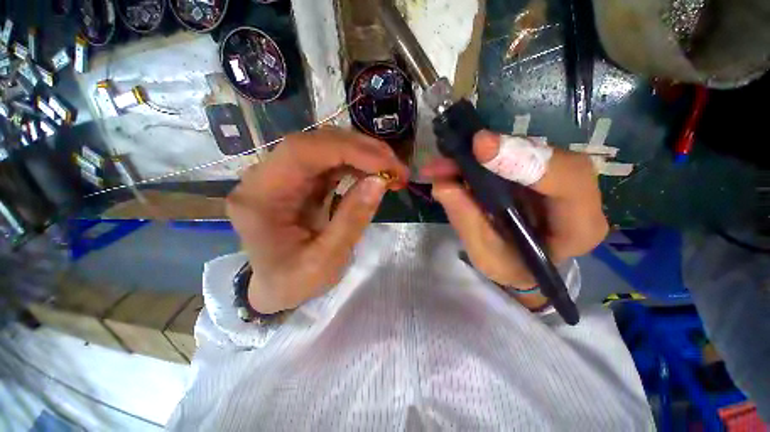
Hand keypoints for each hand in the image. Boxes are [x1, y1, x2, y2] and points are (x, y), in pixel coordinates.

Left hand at [226, 128, 408, 313]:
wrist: (275, 287)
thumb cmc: (292, 282)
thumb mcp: (325, 262)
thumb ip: (351, 220)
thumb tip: (379, 181)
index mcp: (260, 197)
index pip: (302, 152)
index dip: (348, 150)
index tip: (387, 164)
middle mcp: (266, 176)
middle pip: (316, 143)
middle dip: (361, 150)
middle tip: (396, 166)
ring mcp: (283, 175)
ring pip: (326, 148)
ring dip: (363, 155)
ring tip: (391, 170)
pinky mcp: (300, 180)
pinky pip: (330, 162)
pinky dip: (357, 165)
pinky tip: (375, 174)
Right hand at [421, 131, 607, 289]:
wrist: (521, 263)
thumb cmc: (510, 267)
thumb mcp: (487, 256)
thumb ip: (468, 222)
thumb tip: (444, 185)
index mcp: (578, 226)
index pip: (569, 180)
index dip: (525, 159)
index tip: (482, 149)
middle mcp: (575, 194)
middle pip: (542, 156)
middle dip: (492, 153)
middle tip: (447, 159)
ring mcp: (556, 177)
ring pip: (522, 150)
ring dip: (478, 155)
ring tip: (440, 165)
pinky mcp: (535, 169)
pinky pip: (508, 154)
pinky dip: (476, 157)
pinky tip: (451, 163)